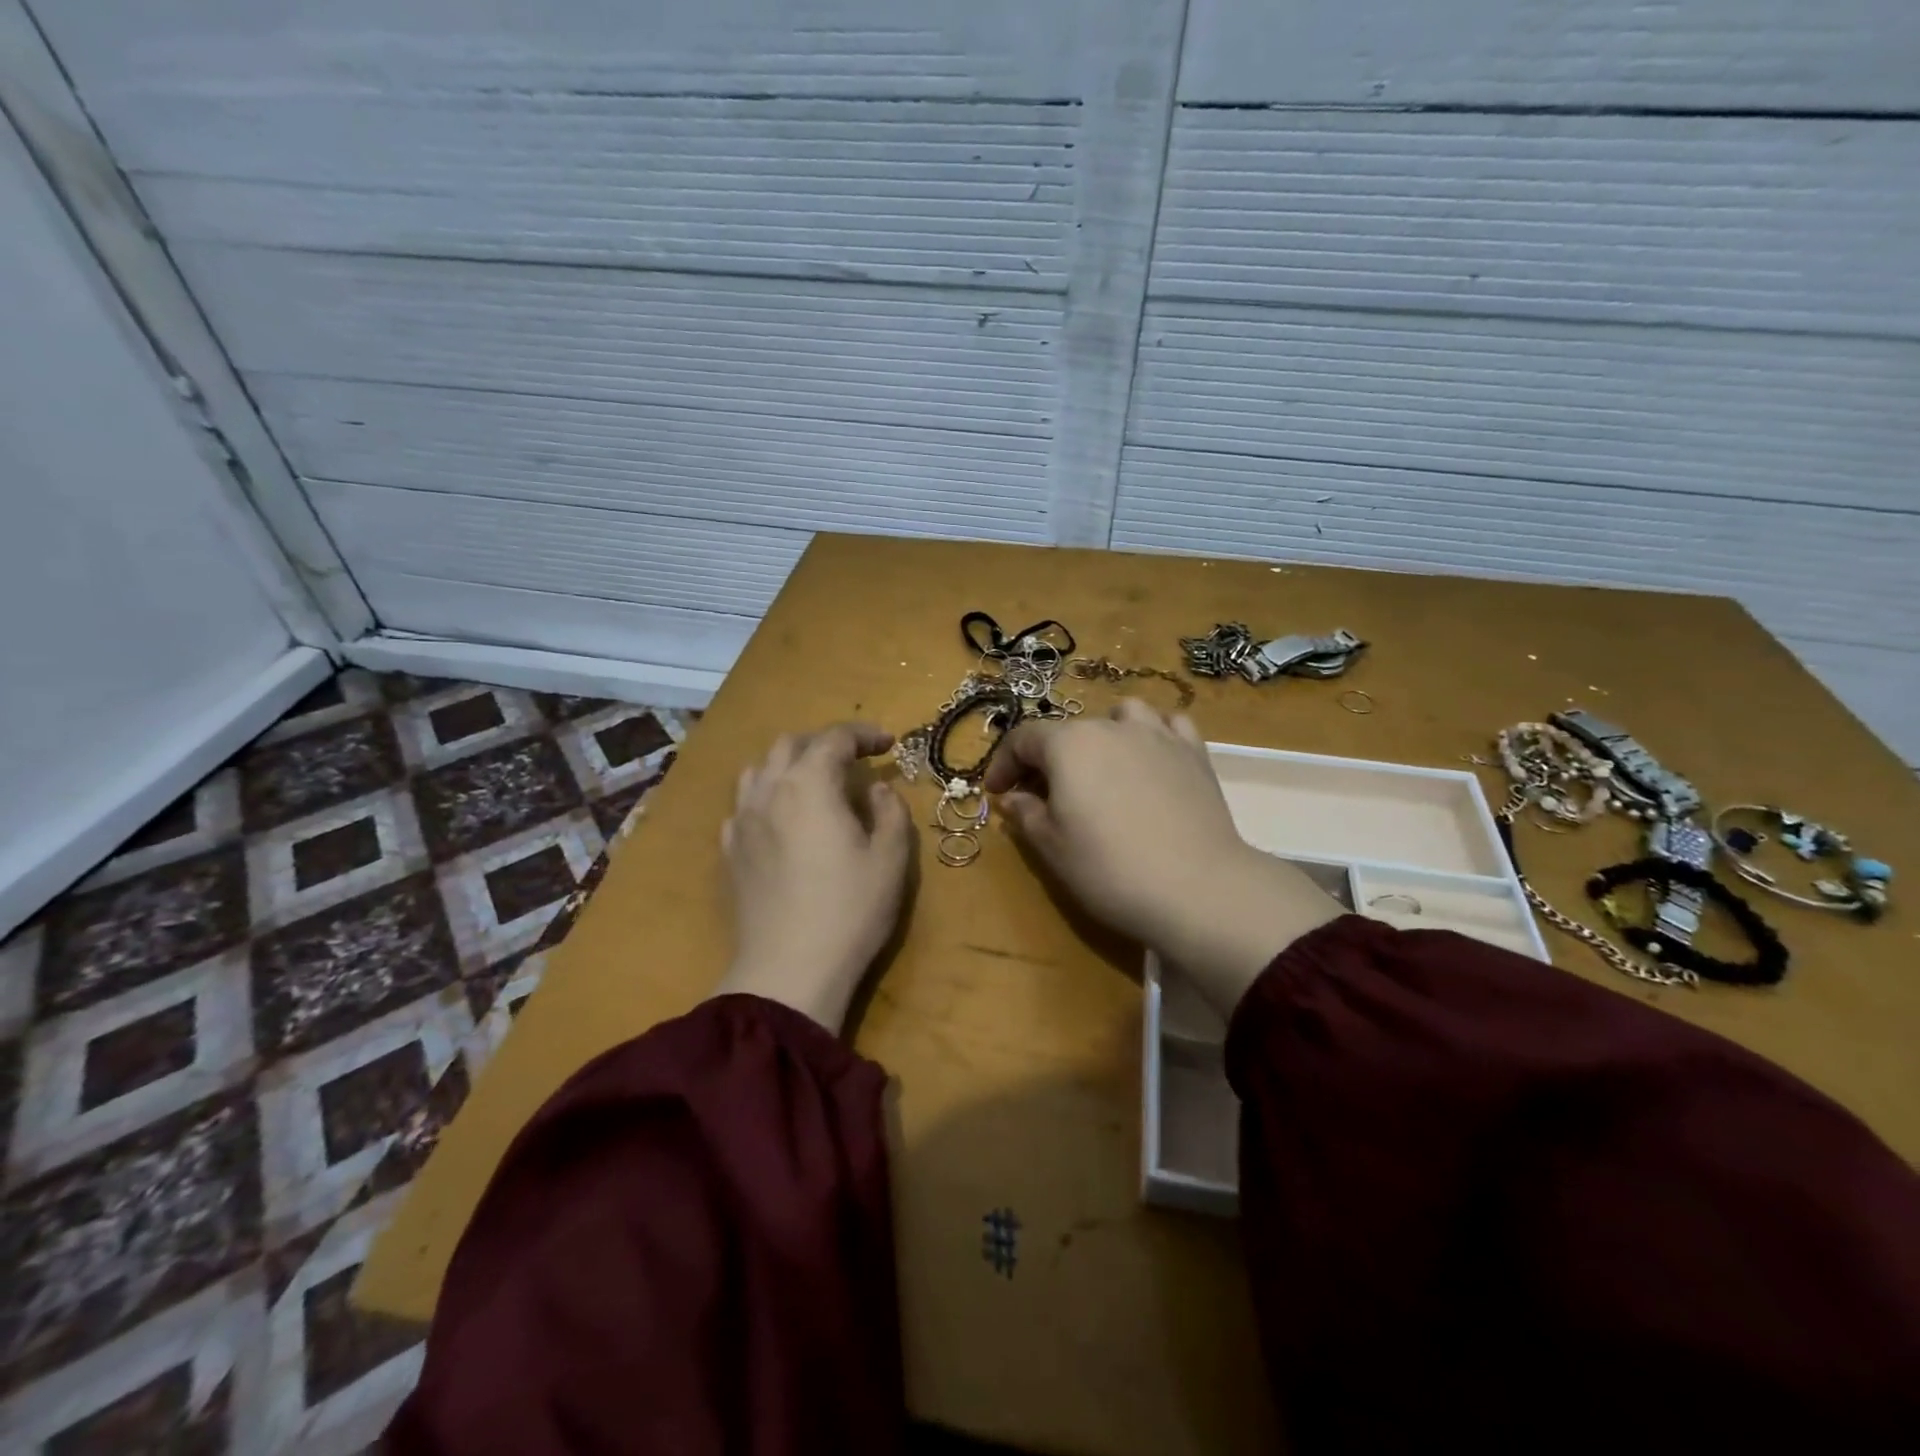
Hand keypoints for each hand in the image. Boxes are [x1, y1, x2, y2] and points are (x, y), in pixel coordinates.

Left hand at [711, 723, 912, 1032]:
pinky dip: (767, 796)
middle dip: (824, 743)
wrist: (788, 970)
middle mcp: (768, 791)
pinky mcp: (729, 852)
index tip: (888, 745)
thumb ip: (890, 811)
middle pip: (790, 744)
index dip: (864, 734)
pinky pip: (744, 805)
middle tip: (854, 760)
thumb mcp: (891, 858)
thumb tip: (877, 789)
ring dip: (790, 764)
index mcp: (809, 785)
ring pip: (759, 769)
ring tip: (815, 783)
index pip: (834, 738)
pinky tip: (782, 819)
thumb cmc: (850, 910)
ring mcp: (741, 821)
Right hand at [984, 700, 1340, 1015]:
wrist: (1197, 887)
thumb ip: (1026, 814)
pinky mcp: (1194, 752)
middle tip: (1044, 795)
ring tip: (1102, 764)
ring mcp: (1157, 735)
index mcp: (1068, 745)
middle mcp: (1111, 726)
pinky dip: (1153, 734)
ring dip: (1103, 732)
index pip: (1022, 739)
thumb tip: (1013, 798)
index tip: (996, 793)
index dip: (1002, 764)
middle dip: (1048, 758)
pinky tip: (1151, 758)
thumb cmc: (1109, 869)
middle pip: (1068, 729)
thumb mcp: (1052, 847)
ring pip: (1122, 714)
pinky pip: (1169, 725)